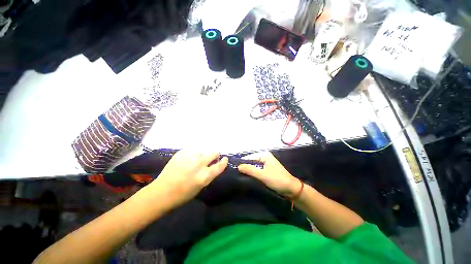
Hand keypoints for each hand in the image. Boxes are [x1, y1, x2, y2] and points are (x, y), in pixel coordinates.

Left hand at [150, 150, 227, 207]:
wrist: (161, 192)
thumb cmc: (183, 195)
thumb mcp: (201, 186)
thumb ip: (209, 174)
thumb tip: (214, 165)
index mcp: (204, 176)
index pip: (220, 165)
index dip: (224, 161)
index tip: (224, 159)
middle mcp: (199, 164)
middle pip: (213, 152)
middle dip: (215, 154)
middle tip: (212, 157)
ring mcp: (189, 157)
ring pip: (203, 149)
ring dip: (203, 154)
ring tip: (197, 158)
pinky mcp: (181, 153)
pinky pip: (192, 149)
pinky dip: (193, 153)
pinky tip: (189, 158)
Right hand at [238, 152, 300, 195]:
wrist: (291, 189)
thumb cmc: (277, 180)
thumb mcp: (263, 175)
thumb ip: (250, 170)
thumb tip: (238, 166)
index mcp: (265, 155)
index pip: (250, 157)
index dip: (243, 163)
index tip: (234, 168)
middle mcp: (265, 157)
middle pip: (252, 161)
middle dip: (245, 167)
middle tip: (236, 173)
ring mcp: (266, 163)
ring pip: (254, 166)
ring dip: (249, 170)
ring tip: (240, 175)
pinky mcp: (267, 170)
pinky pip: (257, 170)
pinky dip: (253, 173)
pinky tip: (248, 177)